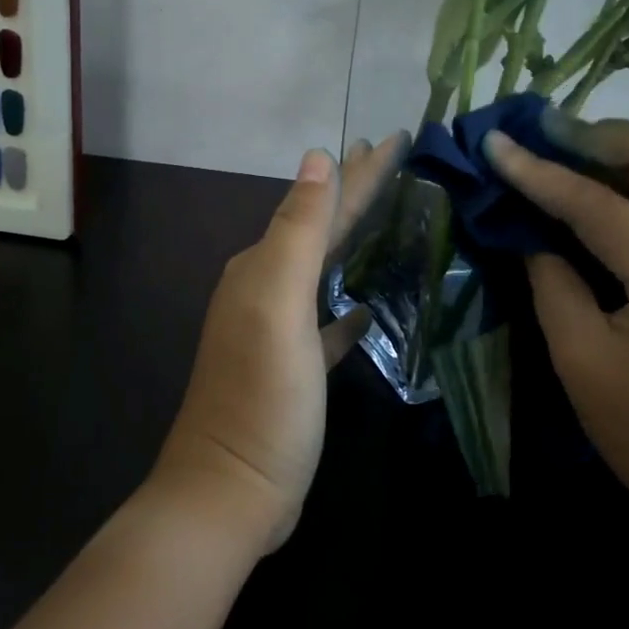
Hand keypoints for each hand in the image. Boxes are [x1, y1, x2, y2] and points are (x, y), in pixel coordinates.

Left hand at [156, 136, 405, 553]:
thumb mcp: (278, 304)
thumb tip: (317, 158)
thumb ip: (298, 230)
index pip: (322, 204)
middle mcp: (266, 288)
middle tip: (394, 160)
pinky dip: (348, 305)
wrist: (230, 491)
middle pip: (322, 229)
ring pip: (324, 269)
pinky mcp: (295, 367)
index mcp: (263, 267)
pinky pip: (327, 321)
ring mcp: (279, 330)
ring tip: (389, 217)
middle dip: (356, 192)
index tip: (397, 138)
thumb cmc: (262, 395)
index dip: (361, 172)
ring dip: (354, 240)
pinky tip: (369, 304)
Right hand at [485, 118, 628, 591]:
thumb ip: (551, 281)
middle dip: (593, 136)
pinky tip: (594, 197)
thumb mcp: (580, 359)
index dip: (537, 171)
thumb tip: (530, 231)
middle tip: (538, 139)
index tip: (495, 142)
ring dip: (614, 155)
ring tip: (557, 157)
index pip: (596, 203)